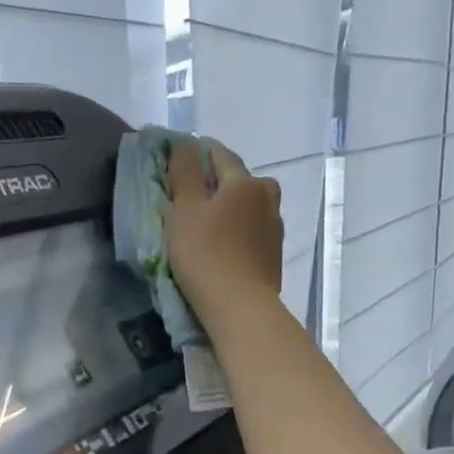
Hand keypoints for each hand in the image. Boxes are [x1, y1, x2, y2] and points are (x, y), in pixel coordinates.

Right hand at [164, 140, 284, 323]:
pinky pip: (252, 233)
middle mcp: (267, 198)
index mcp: (245, 182)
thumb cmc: (206, 255)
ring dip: (230, 209)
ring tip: (208, 224)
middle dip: (217, 183)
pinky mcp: (273, 256)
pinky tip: (224, 247)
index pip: (219, 155)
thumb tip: (186, 146)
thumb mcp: (184, 211)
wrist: (241, 308)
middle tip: (193, 196)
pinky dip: (238, 232)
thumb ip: (184, 174)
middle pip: (239, 181)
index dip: (197, 154)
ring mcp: (274, 229)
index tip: (178, 161)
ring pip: (249, 208)